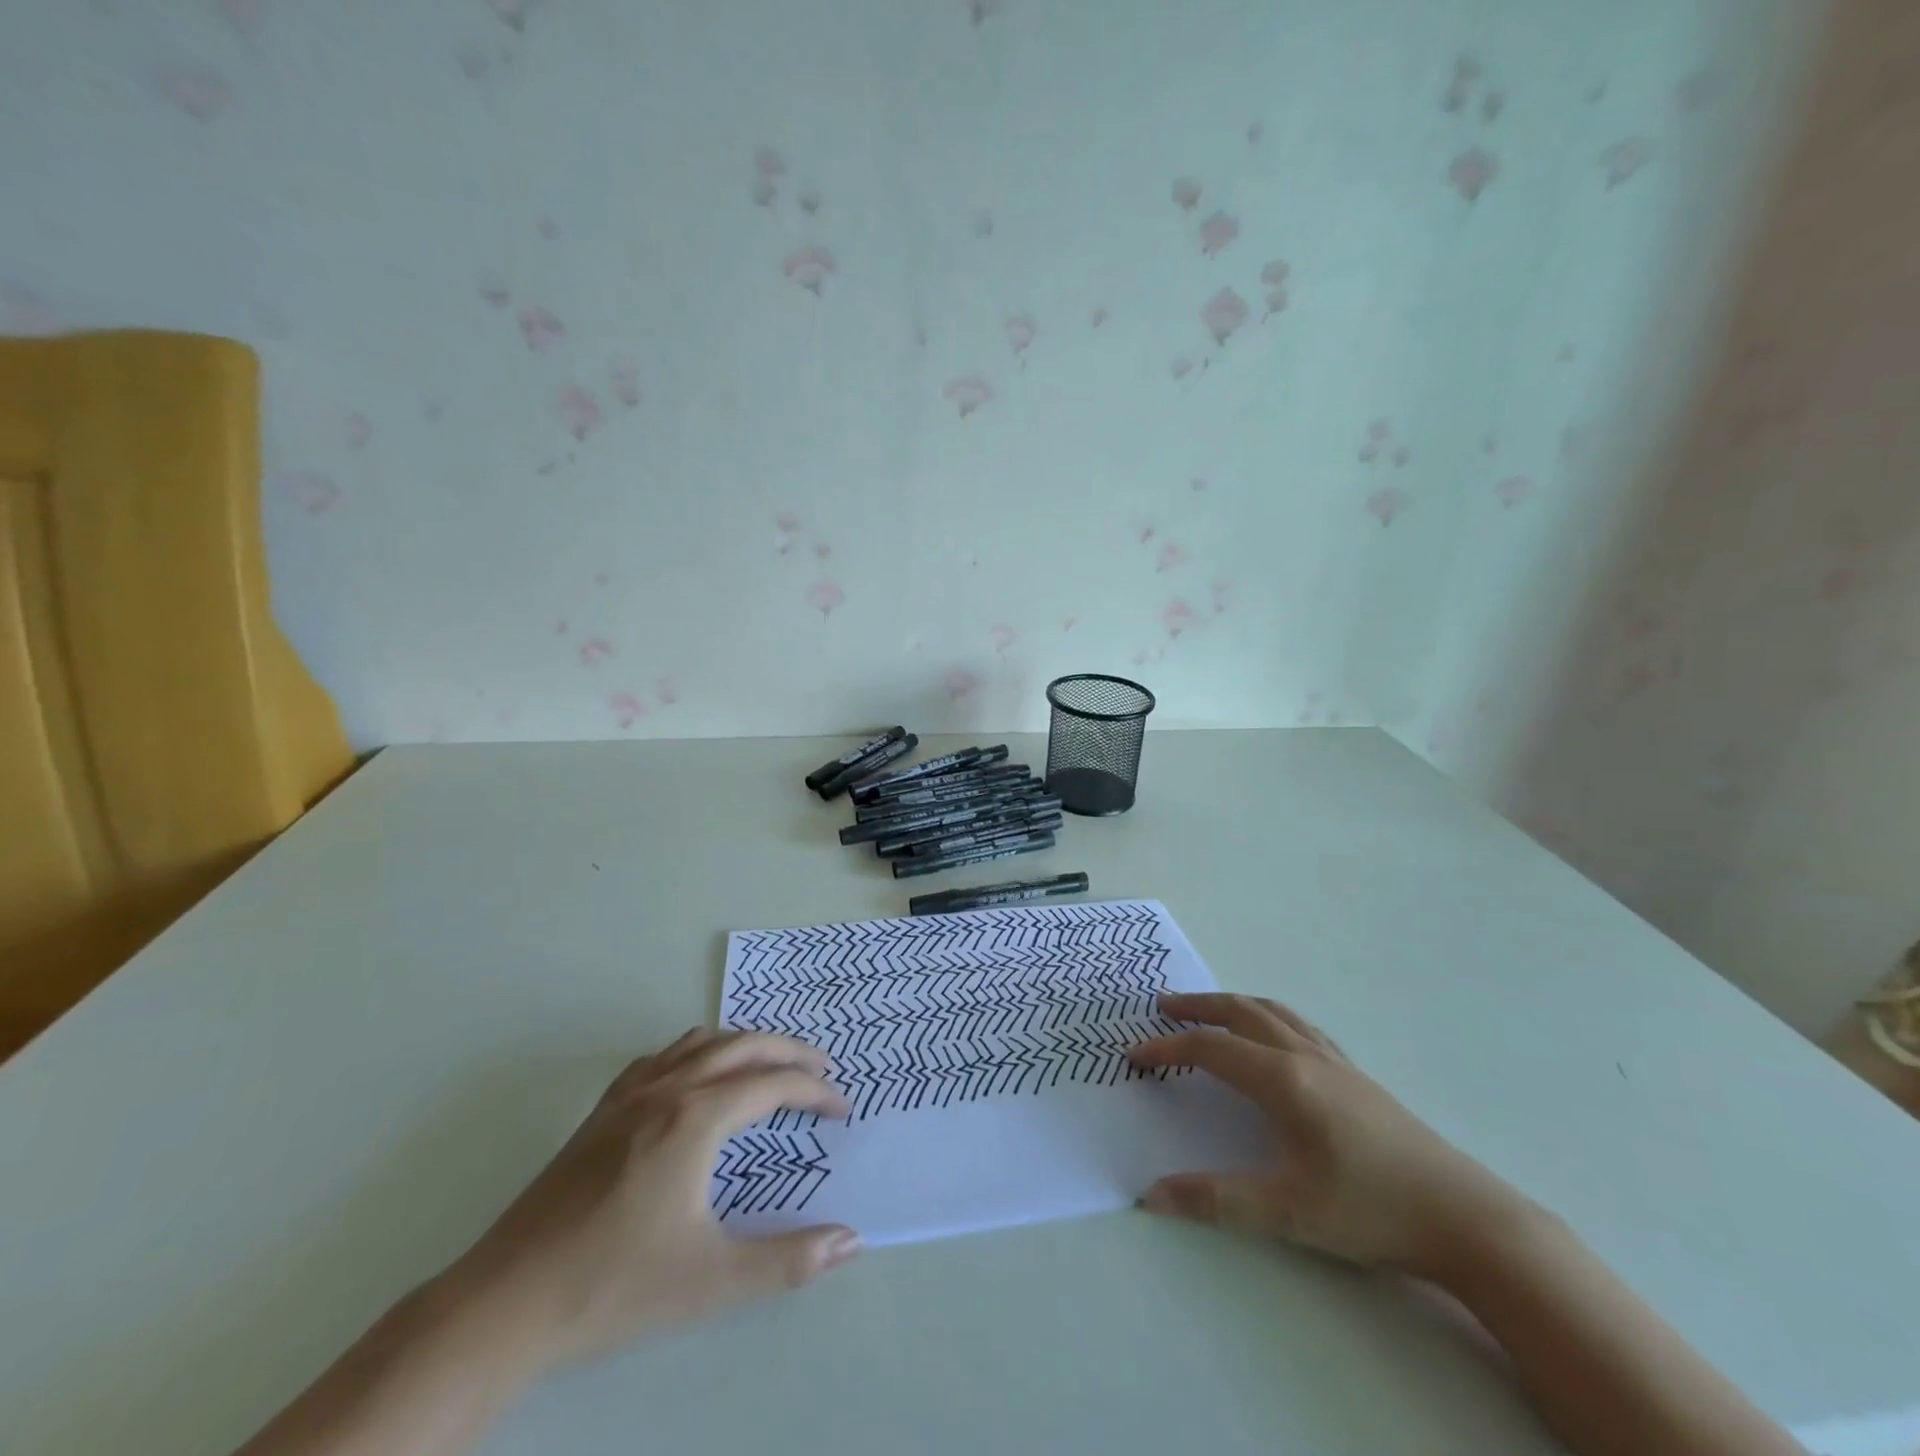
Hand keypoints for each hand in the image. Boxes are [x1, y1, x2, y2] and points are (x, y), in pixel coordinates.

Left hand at [447, 1029, 859, 1371]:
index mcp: (697, 1118)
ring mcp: (629, 1096)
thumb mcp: (713, 1281)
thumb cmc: (615, 1287)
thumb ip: (789, 1260)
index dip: (815, 1092)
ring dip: (745, 1044)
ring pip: (701, 1042)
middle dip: (790, 1052)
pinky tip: (696, 1078)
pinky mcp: (601, 1112)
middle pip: (743, 1046)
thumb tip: (851, 1240)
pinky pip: (661, 1057)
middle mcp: (668, 1089)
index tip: (842, 1109)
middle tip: (823, 1068)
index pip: (773, 1085)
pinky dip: (697, 1052)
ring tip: (770, 1064)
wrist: (505, 1303)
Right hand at [1130, 993, 1525, 1274]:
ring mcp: (1336, 1062)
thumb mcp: (1286, 1212)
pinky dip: (1269, 1017)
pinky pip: (1300, 1027)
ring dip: (1233, 1005)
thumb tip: (1151, 1195)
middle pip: (1240, 1013)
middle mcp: (1305, 1057)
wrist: (1466, 1218)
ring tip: (1209, 1011)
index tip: (1135, 1055)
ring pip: (1273, 1013)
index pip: (1210, 1049)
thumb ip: (1215, 1199)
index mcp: (1283, 1080)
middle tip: (1163, 1007)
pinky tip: (1273, 1038)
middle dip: (1197, 1007)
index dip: (1167, 1047)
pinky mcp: (1357, 1076)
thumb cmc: (1370, 1210)